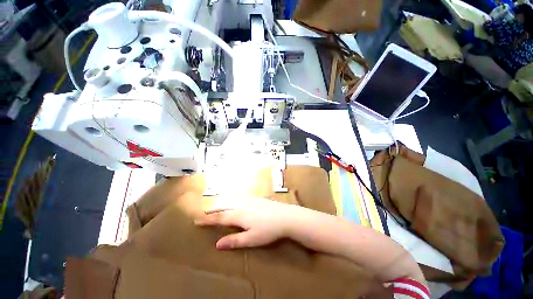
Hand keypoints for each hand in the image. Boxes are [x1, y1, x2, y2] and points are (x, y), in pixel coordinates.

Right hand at [195, 198, 295, 249]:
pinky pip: (240, 196)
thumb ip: (234, 241)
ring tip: (216, 204)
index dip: (208, 219)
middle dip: (213, 208)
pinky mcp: (256, 198)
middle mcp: (242, 204)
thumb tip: (217, 244)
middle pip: (224, 205)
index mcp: (239, 215)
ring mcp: (249, 199)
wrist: (285, 216)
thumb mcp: (251, 239)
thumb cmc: (268, 230)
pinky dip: (232, 198)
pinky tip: (234, 199)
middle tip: (204, 211)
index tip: (197, 220)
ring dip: (222, 201)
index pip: (219, 217)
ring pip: (232, 199)